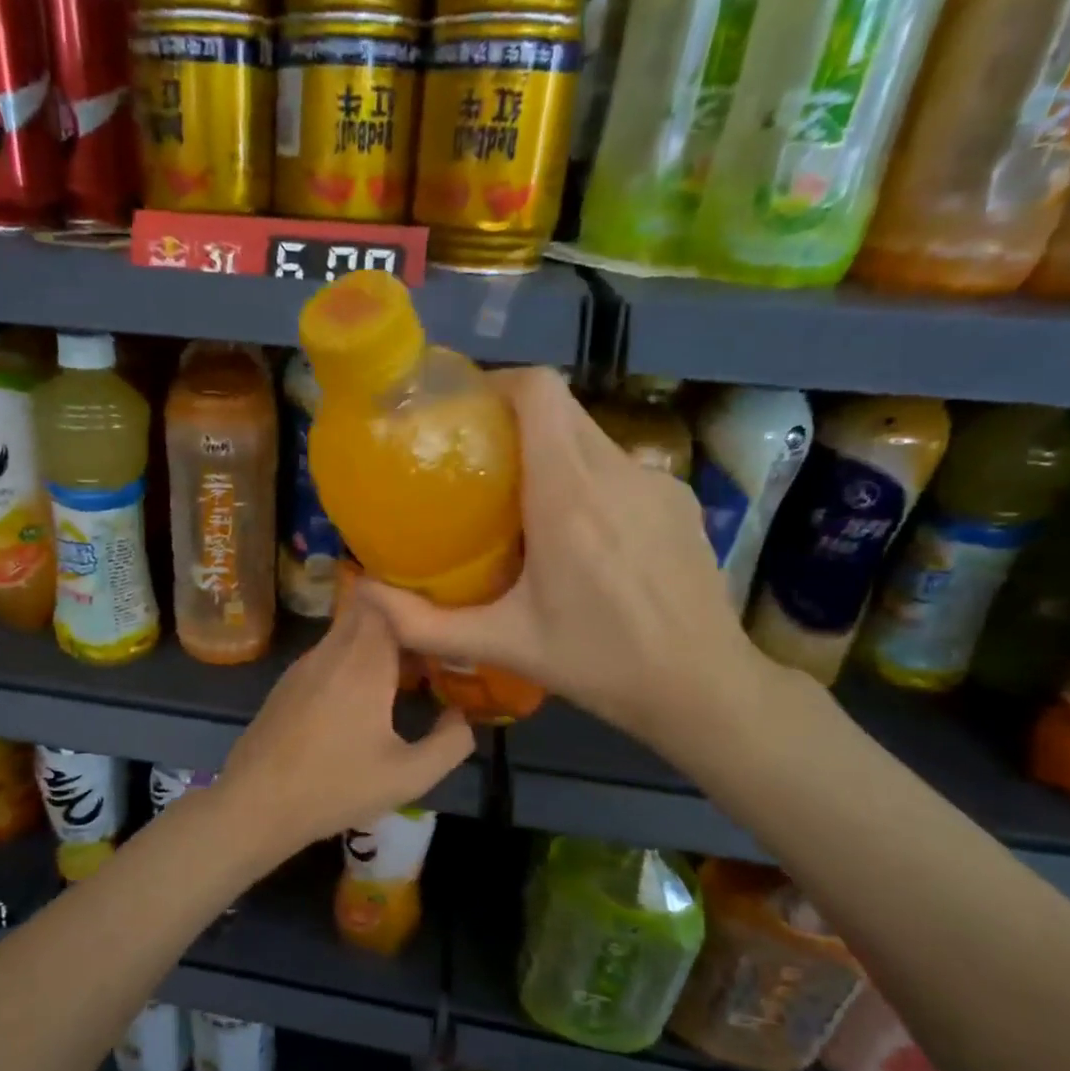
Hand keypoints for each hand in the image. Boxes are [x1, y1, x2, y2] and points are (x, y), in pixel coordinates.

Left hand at [214, 589, 474, 862]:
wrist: (255, 804)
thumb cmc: (335, 787)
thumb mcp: (408, 777)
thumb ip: (450, 743)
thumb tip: (461, 714)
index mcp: (363, 662)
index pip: (387, 601)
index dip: (415, 605)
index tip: (440, 623)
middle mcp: (331, 651)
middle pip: (367, 611)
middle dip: (399, 622)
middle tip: (430, 648)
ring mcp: (303, 664)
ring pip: (345, 632)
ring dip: (375, 643)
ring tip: (404, 674)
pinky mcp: (287, 682)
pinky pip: (328, 653)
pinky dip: (351, 659)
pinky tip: (362, 697)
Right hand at [358, 368, 774, 763]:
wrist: (704, 687)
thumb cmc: (599, 663)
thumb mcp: (503, 645)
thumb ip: (424, 623)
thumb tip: (364, 596)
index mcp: (568, 496)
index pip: (538, 393)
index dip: (497, 383)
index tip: (464, 412)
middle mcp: (616, 472)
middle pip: (560, 408)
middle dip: (514, 419)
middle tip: (477, 461)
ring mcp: (656, 481)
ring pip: (589, 436)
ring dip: (550, 452)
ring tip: (522, 503)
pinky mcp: (679, 498)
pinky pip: (619, 466)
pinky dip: (588, 479)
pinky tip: (581, 535)